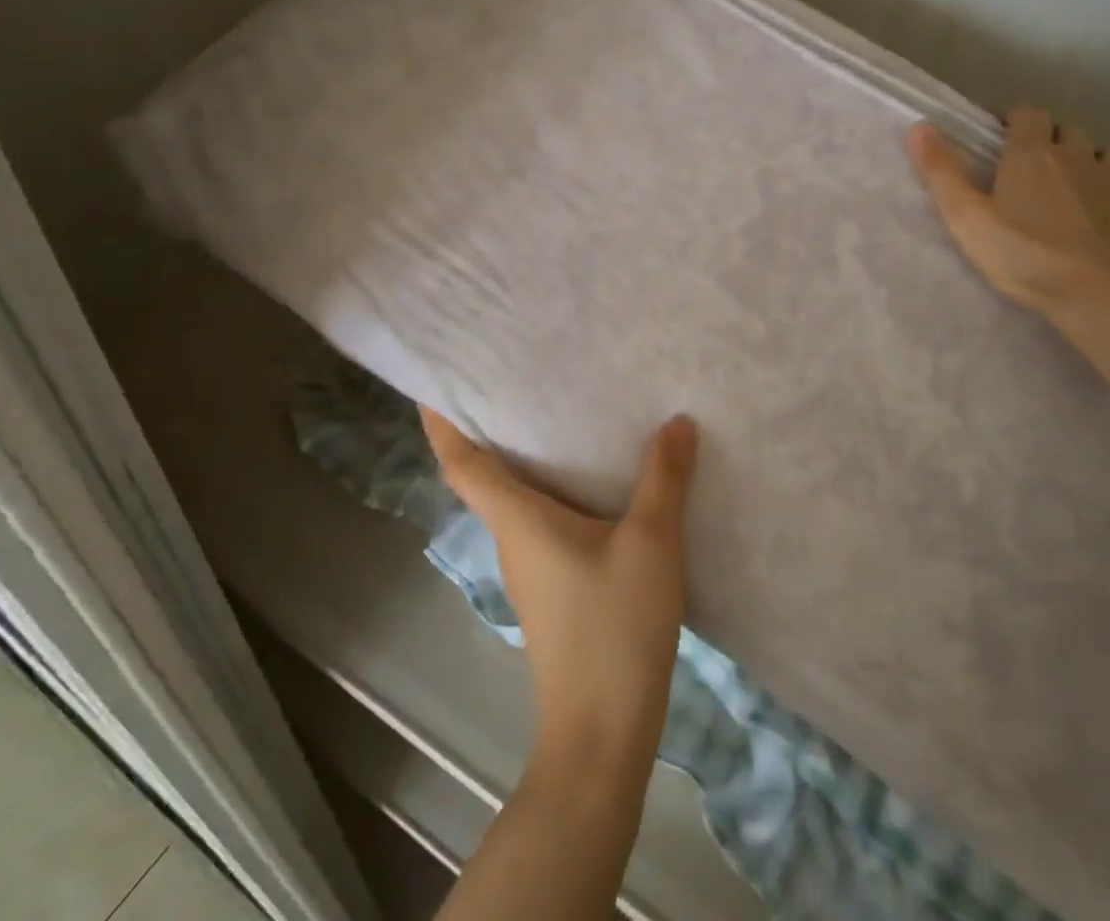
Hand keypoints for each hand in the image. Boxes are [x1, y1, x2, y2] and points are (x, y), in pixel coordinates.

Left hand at [419, 407, 697, 769]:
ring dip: (522, 457)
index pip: (461, 462)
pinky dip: (550, 490)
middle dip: (487, 426)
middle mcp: (512, 537)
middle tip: (508, 376)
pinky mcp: (550, 588)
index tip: (433, 383)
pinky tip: (590, 482)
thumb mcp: (650, 543)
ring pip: (513, 499)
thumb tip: (677, 422)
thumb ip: (663, 479)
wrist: (603, 732)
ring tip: (554, 414)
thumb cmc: (614, 628)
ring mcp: (529, 567)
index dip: (441, 422)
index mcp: (518, 519)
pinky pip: (539, 521)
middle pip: (483, 474)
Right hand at [904, 106, 1109, 309]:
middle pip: (1069, 130)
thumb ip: (941, 171)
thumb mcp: (965, 216)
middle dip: (1053, 139)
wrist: (1094, 293)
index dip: (1014, 120)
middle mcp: (1077, 157)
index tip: (1001, 137)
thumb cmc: (1021, 252)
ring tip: (1079, 180)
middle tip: (1035, 163)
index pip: (1028, 114)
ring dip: (1095, 159)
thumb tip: (919, 126)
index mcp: (1032, 154)